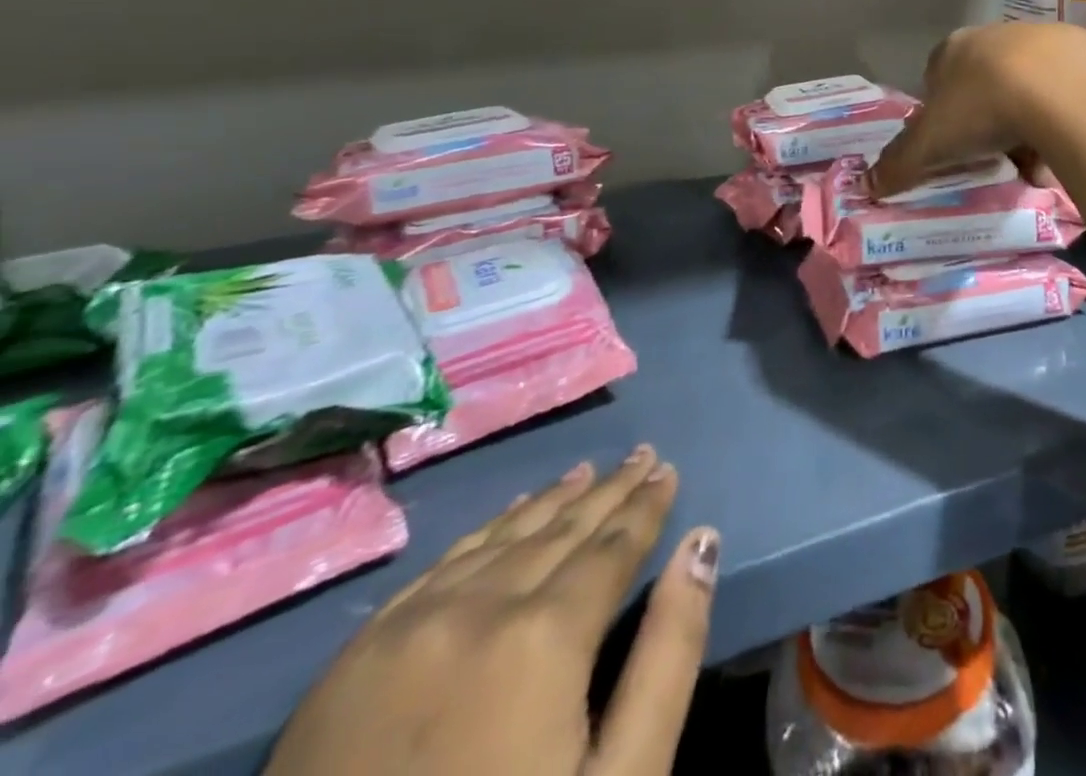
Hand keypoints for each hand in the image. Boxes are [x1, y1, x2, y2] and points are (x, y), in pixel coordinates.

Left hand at [266, 445, 718, 775]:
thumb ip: (669, 653)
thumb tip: (702, 544)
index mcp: (544, 636)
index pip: (613, 545)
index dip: (646, 506)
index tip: (666, 470)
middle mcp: (476, 609)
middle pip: (560, 530)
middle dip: (608, 491)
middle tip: (640, 455)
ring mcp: (406, 630)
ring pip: (500, 538)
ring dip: (551, 502)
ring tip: (586, 472)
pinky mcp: (352, 662)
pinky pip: (439, 568)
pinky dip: (487, 533)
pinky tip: (507, 518)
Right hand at [867, 22, 1085, 197]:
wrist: (1060, 89)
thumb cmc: (981, 109)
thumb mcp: (930, 144)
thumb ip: (899, 164)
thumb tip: (868, 185)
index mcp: (954, 49)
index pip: (937, 75)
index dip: (942, 110)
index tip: (951, 141)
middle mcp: (996, 36)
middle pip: (985, 81)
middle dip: (988, 117)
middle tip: (993, 153)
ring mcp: (1043, 40)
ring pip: (1027, 87)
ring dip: (1027, 121)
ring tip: (1033, 161)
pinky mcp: (1083, 53)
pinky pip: (1064, 92)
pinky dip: (1061, 119)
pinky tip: (1065, 147)